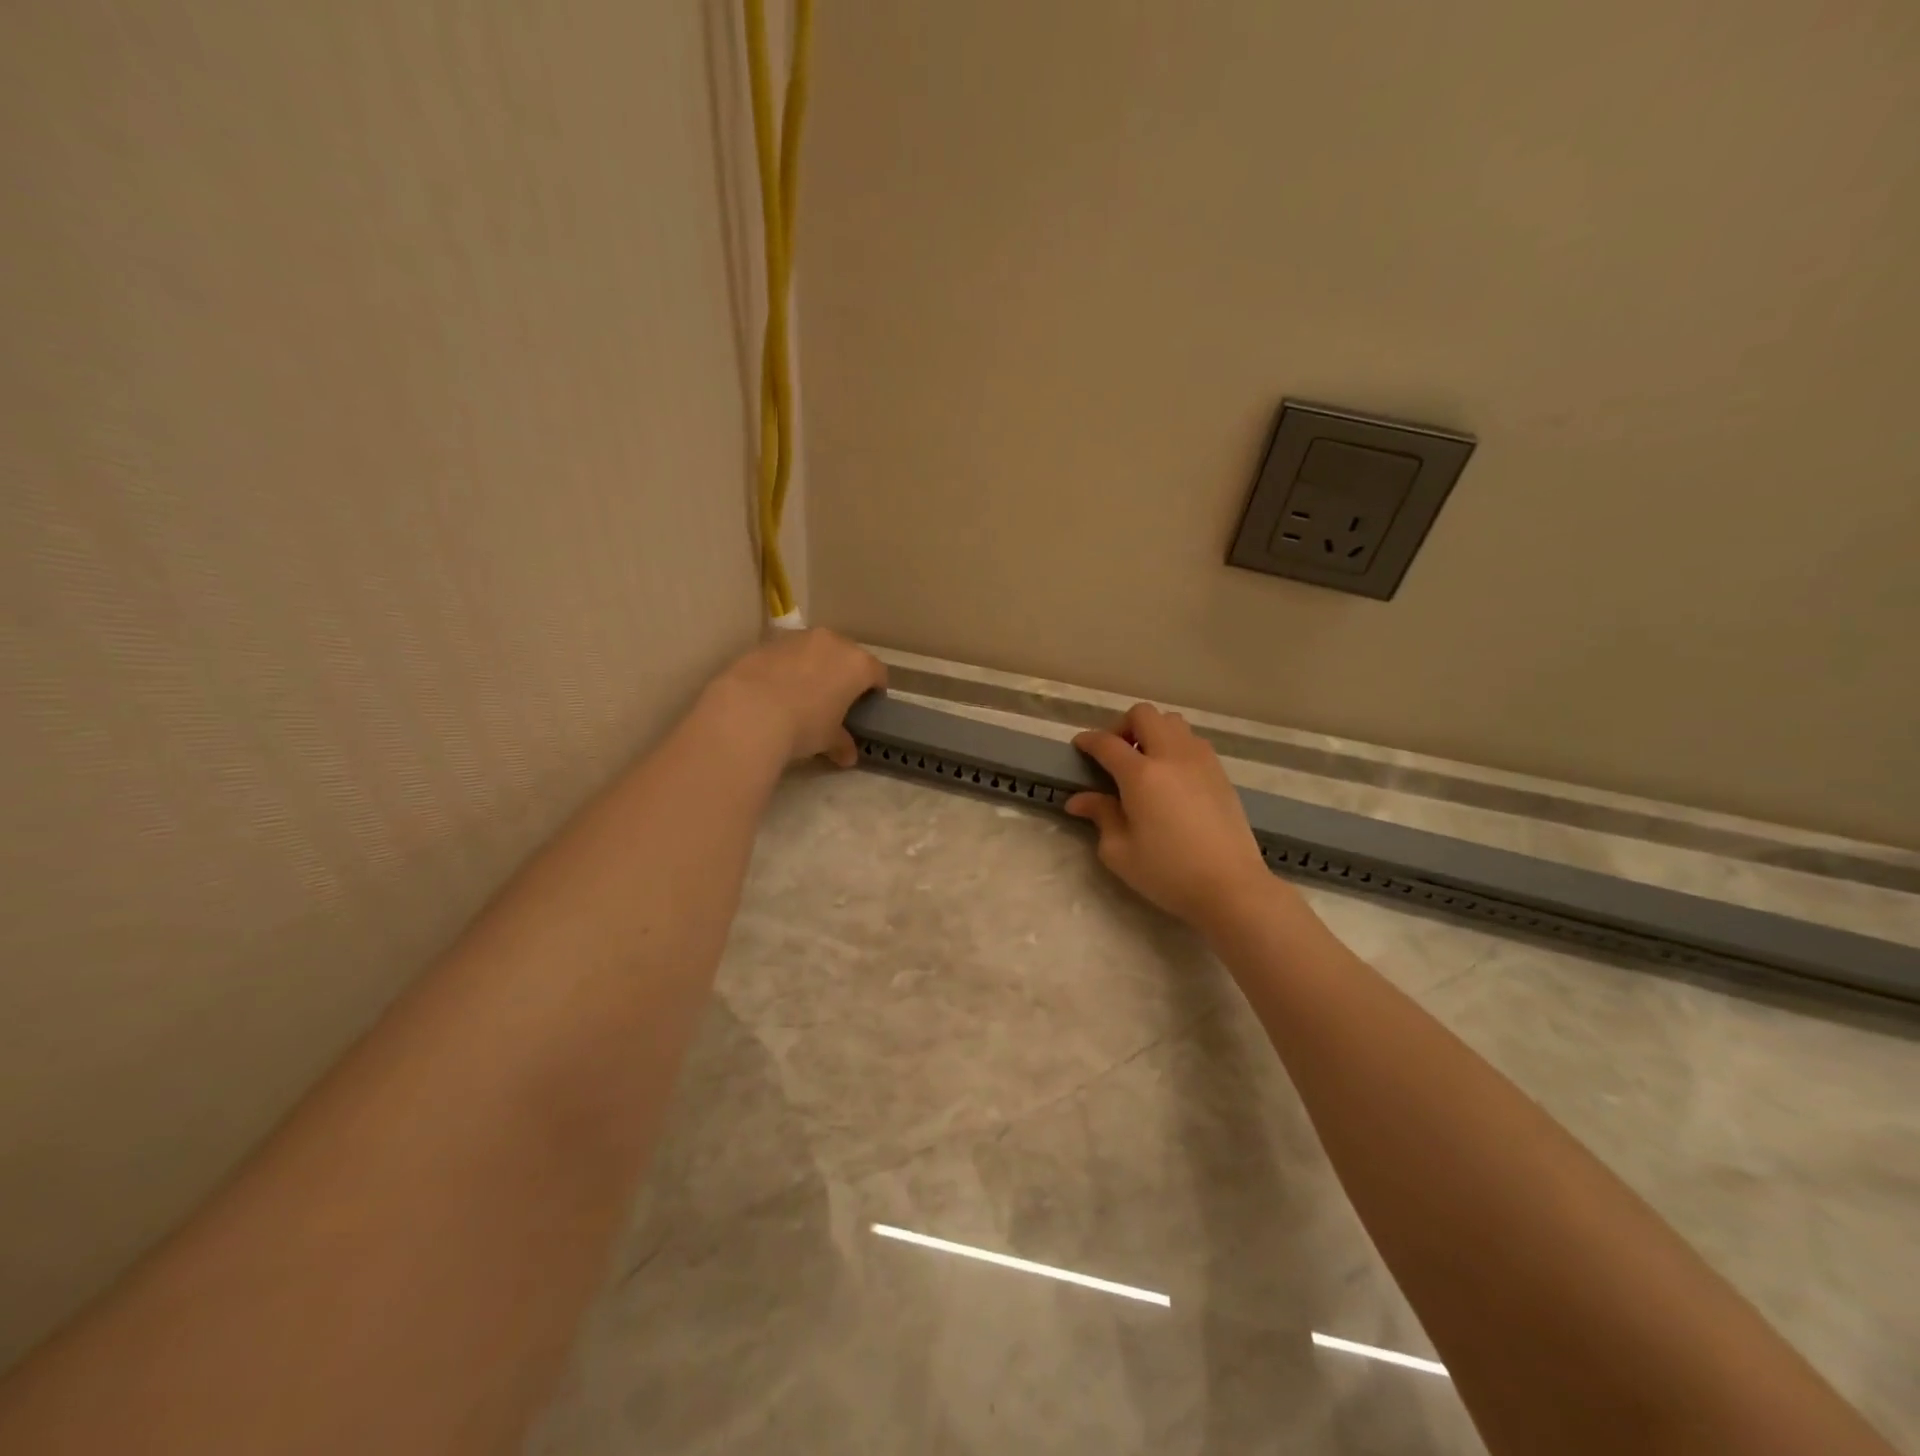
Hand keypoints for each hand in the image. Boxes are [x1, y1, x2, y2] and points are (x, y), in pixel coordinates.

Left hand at [708, 628, 886, 766]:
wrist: (749, 711)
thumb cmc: (803, 725)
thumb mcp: (828, 739)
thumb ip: (842, 743)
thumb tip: (847, 756)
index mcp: (857, 664)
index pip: (877, 673)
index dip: (875, 690)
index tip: (867, 706)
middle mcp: (832, 642)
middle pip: (846, 655)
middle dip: (844, 674)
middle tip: (835, 699)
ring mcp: (798, 638)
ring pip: (815, 650)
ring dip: (814, 667)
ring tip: (802, 694)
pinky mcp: (767, 642)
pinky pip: (787, 654)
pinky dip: (787, 667)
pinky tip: (775, 690)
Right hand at [1065, 704, 1279, 930]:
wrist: (1231, 887)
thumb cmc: (1168, 872)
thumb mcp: (1119, 851)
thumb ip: (1100, 816)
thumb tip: (1079, 799)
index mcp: (1141, 775)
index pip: (1107, 743)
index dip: (1088, 741)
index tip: (1079, 747)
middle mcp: (1171, 756)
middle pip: (1144, 715)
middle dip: (1123, 726)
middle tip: (1115, 754)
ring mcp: (1201, 761)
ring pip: (1173, 722)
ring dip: (1152, 733)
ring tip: (1145, 763)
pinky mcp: (1221, 773)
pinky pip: (1193, 742)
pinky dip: (1175, 746)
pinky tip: (1171, 778)